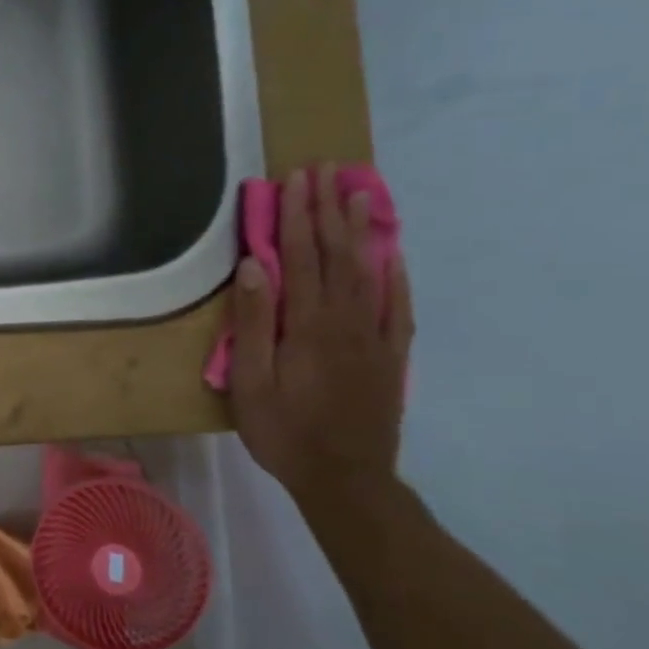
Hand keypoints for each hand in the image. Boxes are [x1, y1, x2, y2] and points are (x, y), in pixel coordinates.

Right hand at [229, 164, 413, 504]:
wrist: (346, 478)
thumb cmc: (285, 431)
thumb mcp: (251, 381)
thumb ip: (254, 322)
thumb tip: (254, 266)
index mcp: (308, 324)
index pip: (302, 257)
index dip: (298, 216)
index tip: (296, 180)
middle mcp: (346, 319)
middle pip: (337, 254)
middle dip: (329, 209)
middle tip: (327, 170)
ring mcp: (374, 335)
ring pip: (368, 271)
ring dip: (361, 230)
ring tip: (359, 192)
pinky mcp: (390, 354)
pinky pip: (396, 305)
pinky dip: (394, 274)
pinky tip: (391, 254)